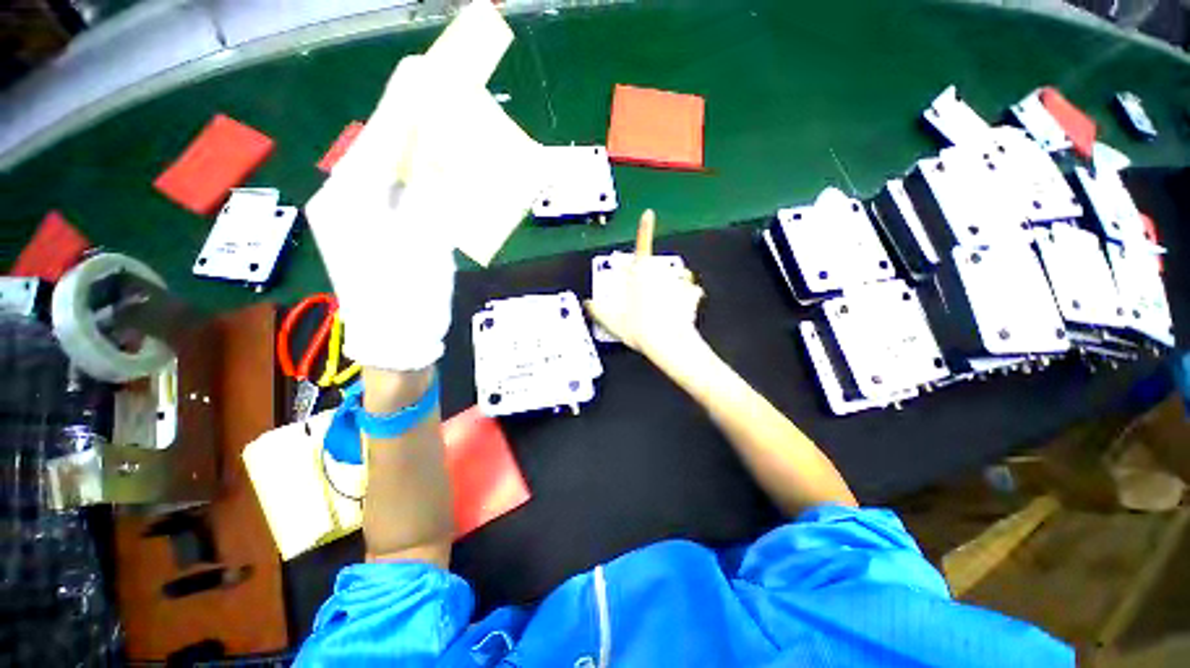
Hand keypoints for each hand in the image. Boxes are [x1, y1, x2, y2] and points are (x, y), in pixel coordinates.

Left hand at [305, 56, 455, 371]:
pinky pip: (387, 194)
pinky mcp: (365, 233)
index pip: (381, 141)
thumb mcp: (427, 244)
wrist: (395, 344)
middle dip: (406, 125)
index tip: (423, 72)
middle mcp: (341, 202)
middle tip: (435, 98)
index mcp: (350, 201)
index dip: (404, 106)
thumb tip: (442, 157)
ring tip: (435, 130)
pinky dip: (409, 180)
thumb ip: (433, 196)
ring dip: (409, 153)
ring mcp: (351, 218)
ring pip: (382, 173)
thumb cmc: (409, 299)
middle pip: (378, 152)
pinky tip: (427, 172)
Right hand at [585, 210, 704, 359]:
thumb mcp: (611, 321)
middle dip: (651, 280)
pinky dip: (685, 299)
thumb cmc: (639, 328)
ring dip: (669, 289)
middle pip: (655, 269)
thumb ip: (598, 310)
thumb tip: (588, 303)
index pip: (642, 245)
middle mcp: (660, 273)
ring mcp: (677, 282)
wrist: (667, 343)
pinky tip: (679, 313)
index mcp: (640, 273)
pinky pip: (688, 293)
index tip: (649, 214)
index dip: (645, 228)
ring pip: (672, 280)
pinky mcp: (691, 294)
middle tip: (645, 301)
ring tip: (662, 310)